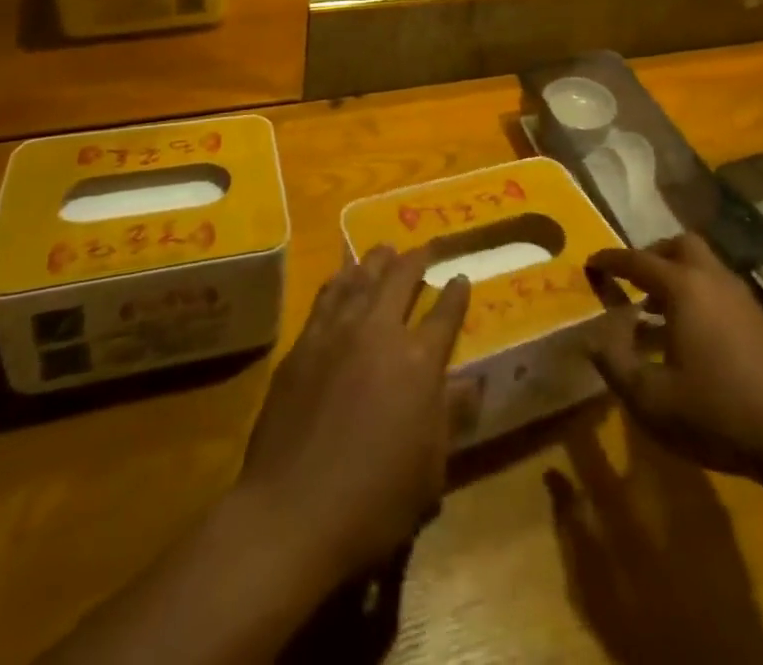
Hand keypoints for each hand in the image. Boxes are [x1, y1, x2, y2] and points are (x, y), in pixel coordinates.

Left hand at [237, 245, 470, 580]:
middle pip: (401, 280)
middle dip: (416, 260)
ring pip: (361, 279)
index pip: (445, 315)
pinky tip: (341, 277)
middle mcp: (379, 333)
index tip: (462, 278)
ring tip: (384, 249)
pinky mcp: (302, 345)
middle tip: (425, 249)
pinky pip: (326, 298)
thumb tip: (472, 383)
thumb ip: (451, 417)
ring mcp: (336, 333)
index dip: (457, 294)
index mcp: (418, 361)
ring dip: (376, 261)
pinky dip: (339, 281)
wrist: (290, 514)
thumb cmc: (373, 501)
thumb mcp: (430, 470)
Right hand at [586, 234, 762, 480]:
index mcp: (683, 287)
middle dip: (652, 256)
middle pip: (680, 246)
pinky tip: (690, 339)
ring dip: (676, 278)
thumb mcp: (651, 399)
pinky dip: (697, 298)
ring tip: (655, 314)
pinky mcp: (761, 322)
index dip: (611, 260)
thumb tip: (594, 338)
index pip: (637, 260)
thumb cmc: (718, 412)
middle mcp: (713, 280)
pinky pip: (719, 291)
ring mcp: (742, 298)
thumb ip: (615, 364)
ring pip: (703, 268)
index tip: (591, 262)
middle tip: (633, 281)